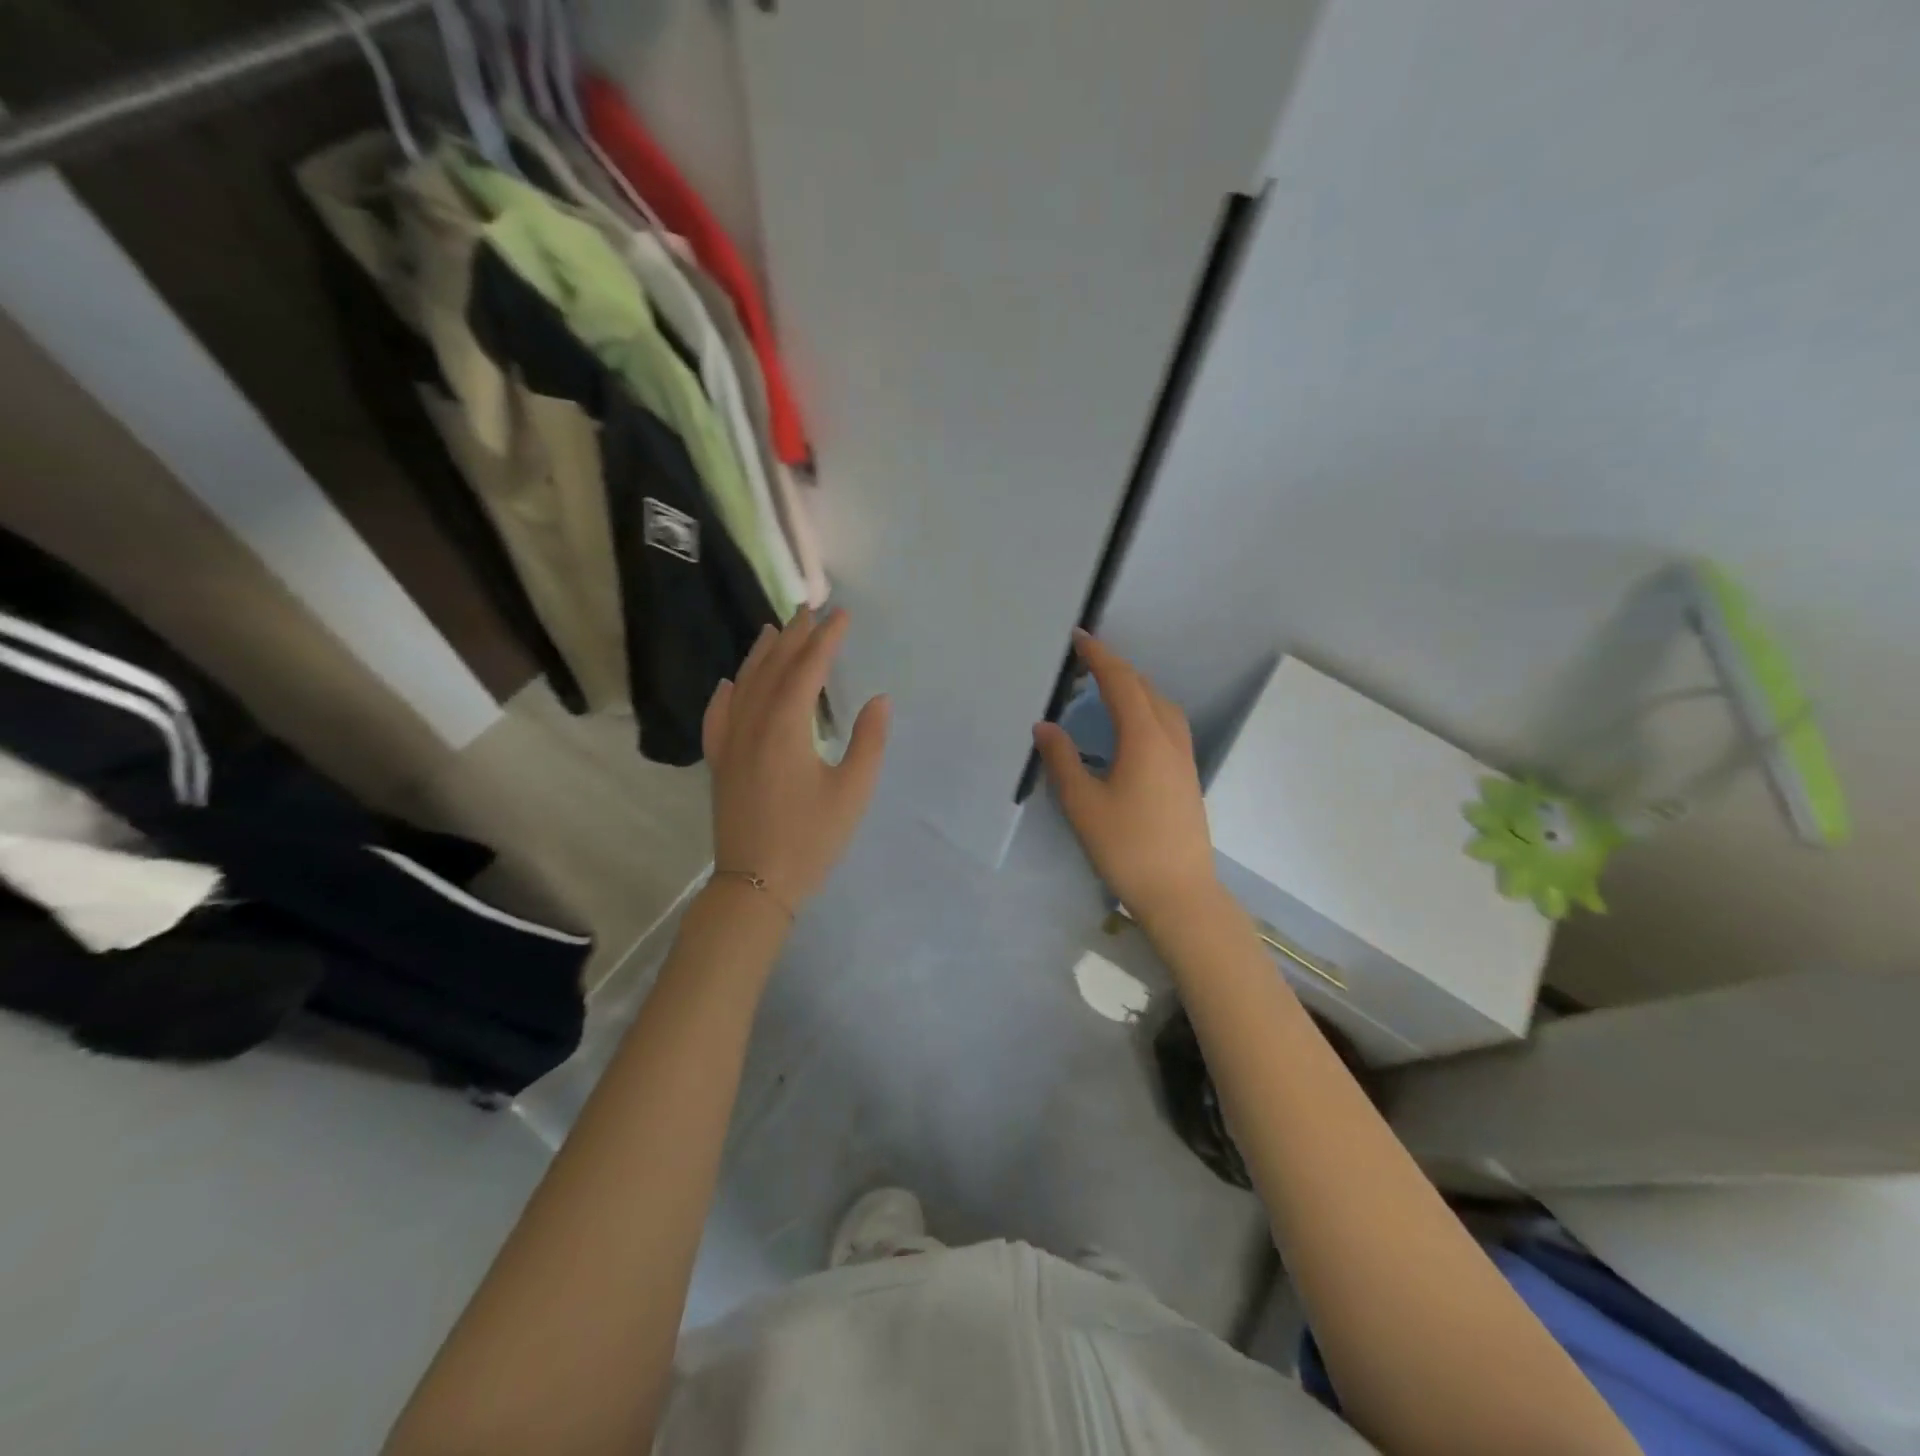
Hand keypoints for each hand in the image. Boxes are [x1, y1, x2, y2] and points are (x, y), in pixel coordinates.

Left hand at [702, 610, 890, 913]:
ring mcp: (730, 743)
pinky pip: (718, 716)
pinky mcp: (720, 763)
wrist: (755, 884)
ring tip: (775, 629)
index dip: (826, 639)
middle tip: (810, 608)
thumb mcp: (852, 792)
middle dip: (794, 636)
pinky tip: (730, 682)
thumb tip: (877, 700)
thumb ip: (868, 742)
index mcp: (786, 728)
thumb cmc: (810, 839)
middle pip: (773, 669)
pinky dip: (727, 693)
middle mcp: (752, 725)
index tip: (842, 615)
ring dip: (761, 655)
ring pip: (744, 685)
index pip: (807, 670)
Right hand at [1032, 631, 1217, 918]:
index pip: (1121, 683)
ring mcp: (1184, 759)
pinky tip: (1131, 729)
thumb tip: (1045, 726)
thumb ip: (1062, 760)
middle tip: (1085, 662)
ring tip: (1107, 690)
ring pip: (1162, 707)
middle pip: (1145, 689)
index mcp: (1144, 739)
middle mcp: (1170, 740)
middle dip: (1116, 669)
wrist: (1179, 892)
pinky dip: (1146, 710)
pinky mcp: (1187, 777)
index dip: (1099, 657)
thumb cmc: (1126, 847)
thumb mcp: (1083, 804)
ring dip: (1135, 689)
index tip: (1079, 637)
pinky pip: (1168, 725)